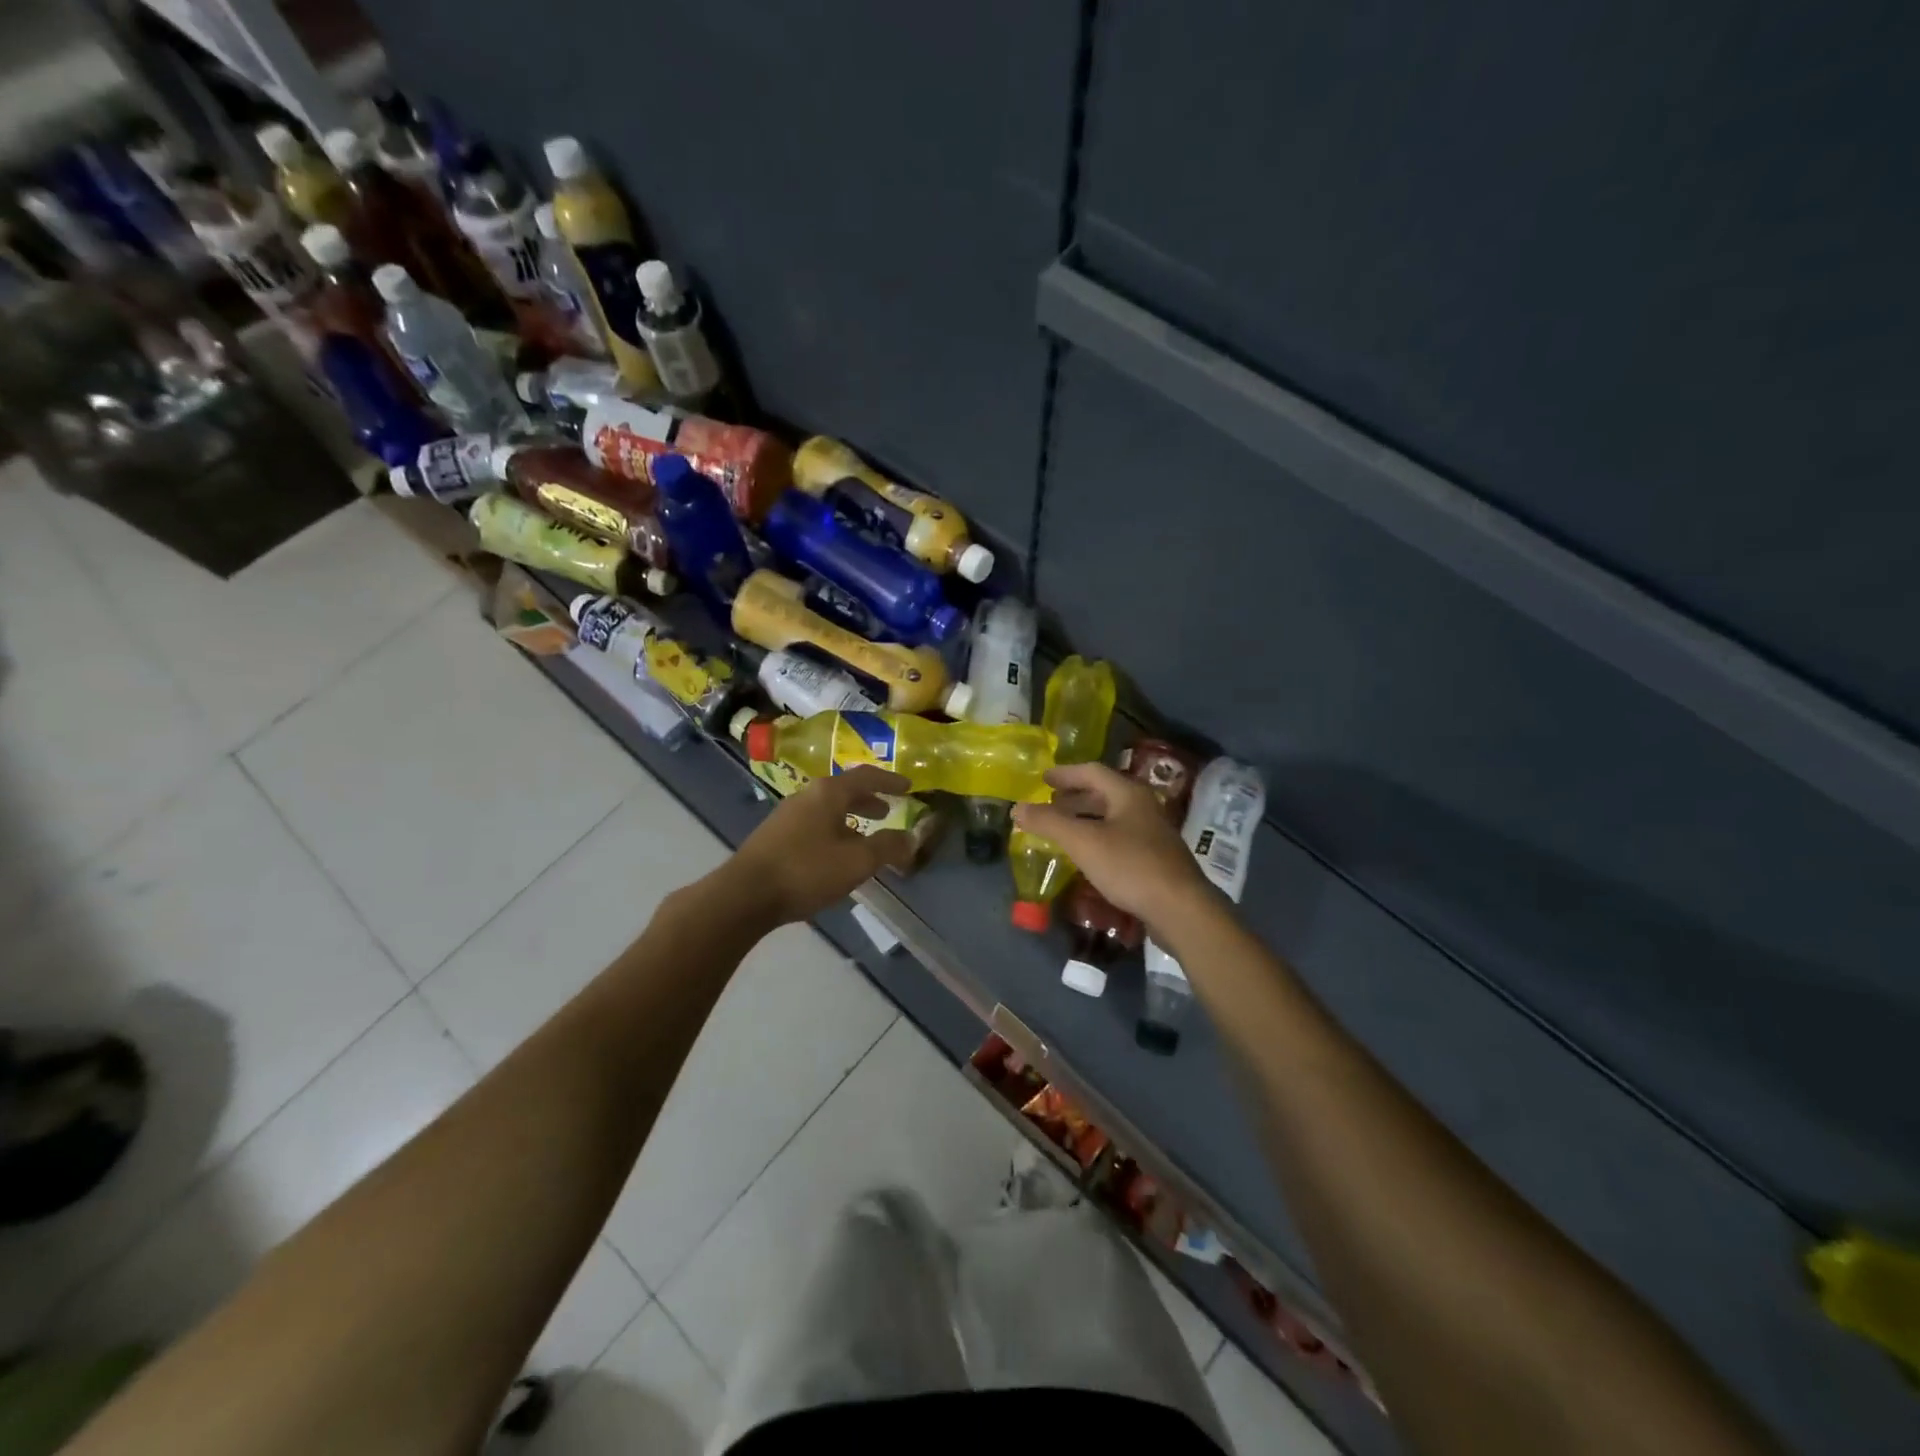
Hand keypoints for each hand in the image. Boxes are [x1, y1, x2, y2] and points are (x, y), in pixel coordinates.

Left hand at [723, 766, 916, 926]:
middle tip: (887, 811)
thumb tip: (911, 838)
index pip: (866, 776)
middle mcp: (807, 795)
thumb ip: (887, 847)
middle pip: (844, 790)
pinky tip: (834, 852)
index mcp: (829, 793)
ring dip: (849, 817)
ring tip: (863, 835)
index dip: (889, 781)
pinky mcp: (774, 835)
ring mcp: (787, 814)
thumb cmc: (806, 871)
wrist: (745, 894)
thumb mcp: (856, 861)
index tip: (908, 786)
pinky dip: (832, 828)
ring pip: (827, 808)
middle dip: (868, 800)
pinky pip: (813, 822)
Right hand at [1011, 763, 1211, 931]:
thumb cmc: (1130, 866)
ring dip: (1086, 819)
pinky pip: (1119, 838)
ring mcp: (1152, 834)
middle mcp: (1143, 807)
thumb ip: (1049, 823)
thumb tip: (1017, 808)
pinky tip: (1087, 855)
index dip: (1065, 774)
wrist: (1180, 909)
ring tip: (1062, 829)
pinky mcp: (1155, 859)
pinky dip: (1097, 838)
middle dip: (1074, 797)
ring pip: (1112, 817)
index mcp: (1128, 794)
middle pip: (1104, 794)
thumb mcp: (1083, 842)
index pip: (1092, 772)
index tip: (1043, 778)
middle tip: (1050, 804)